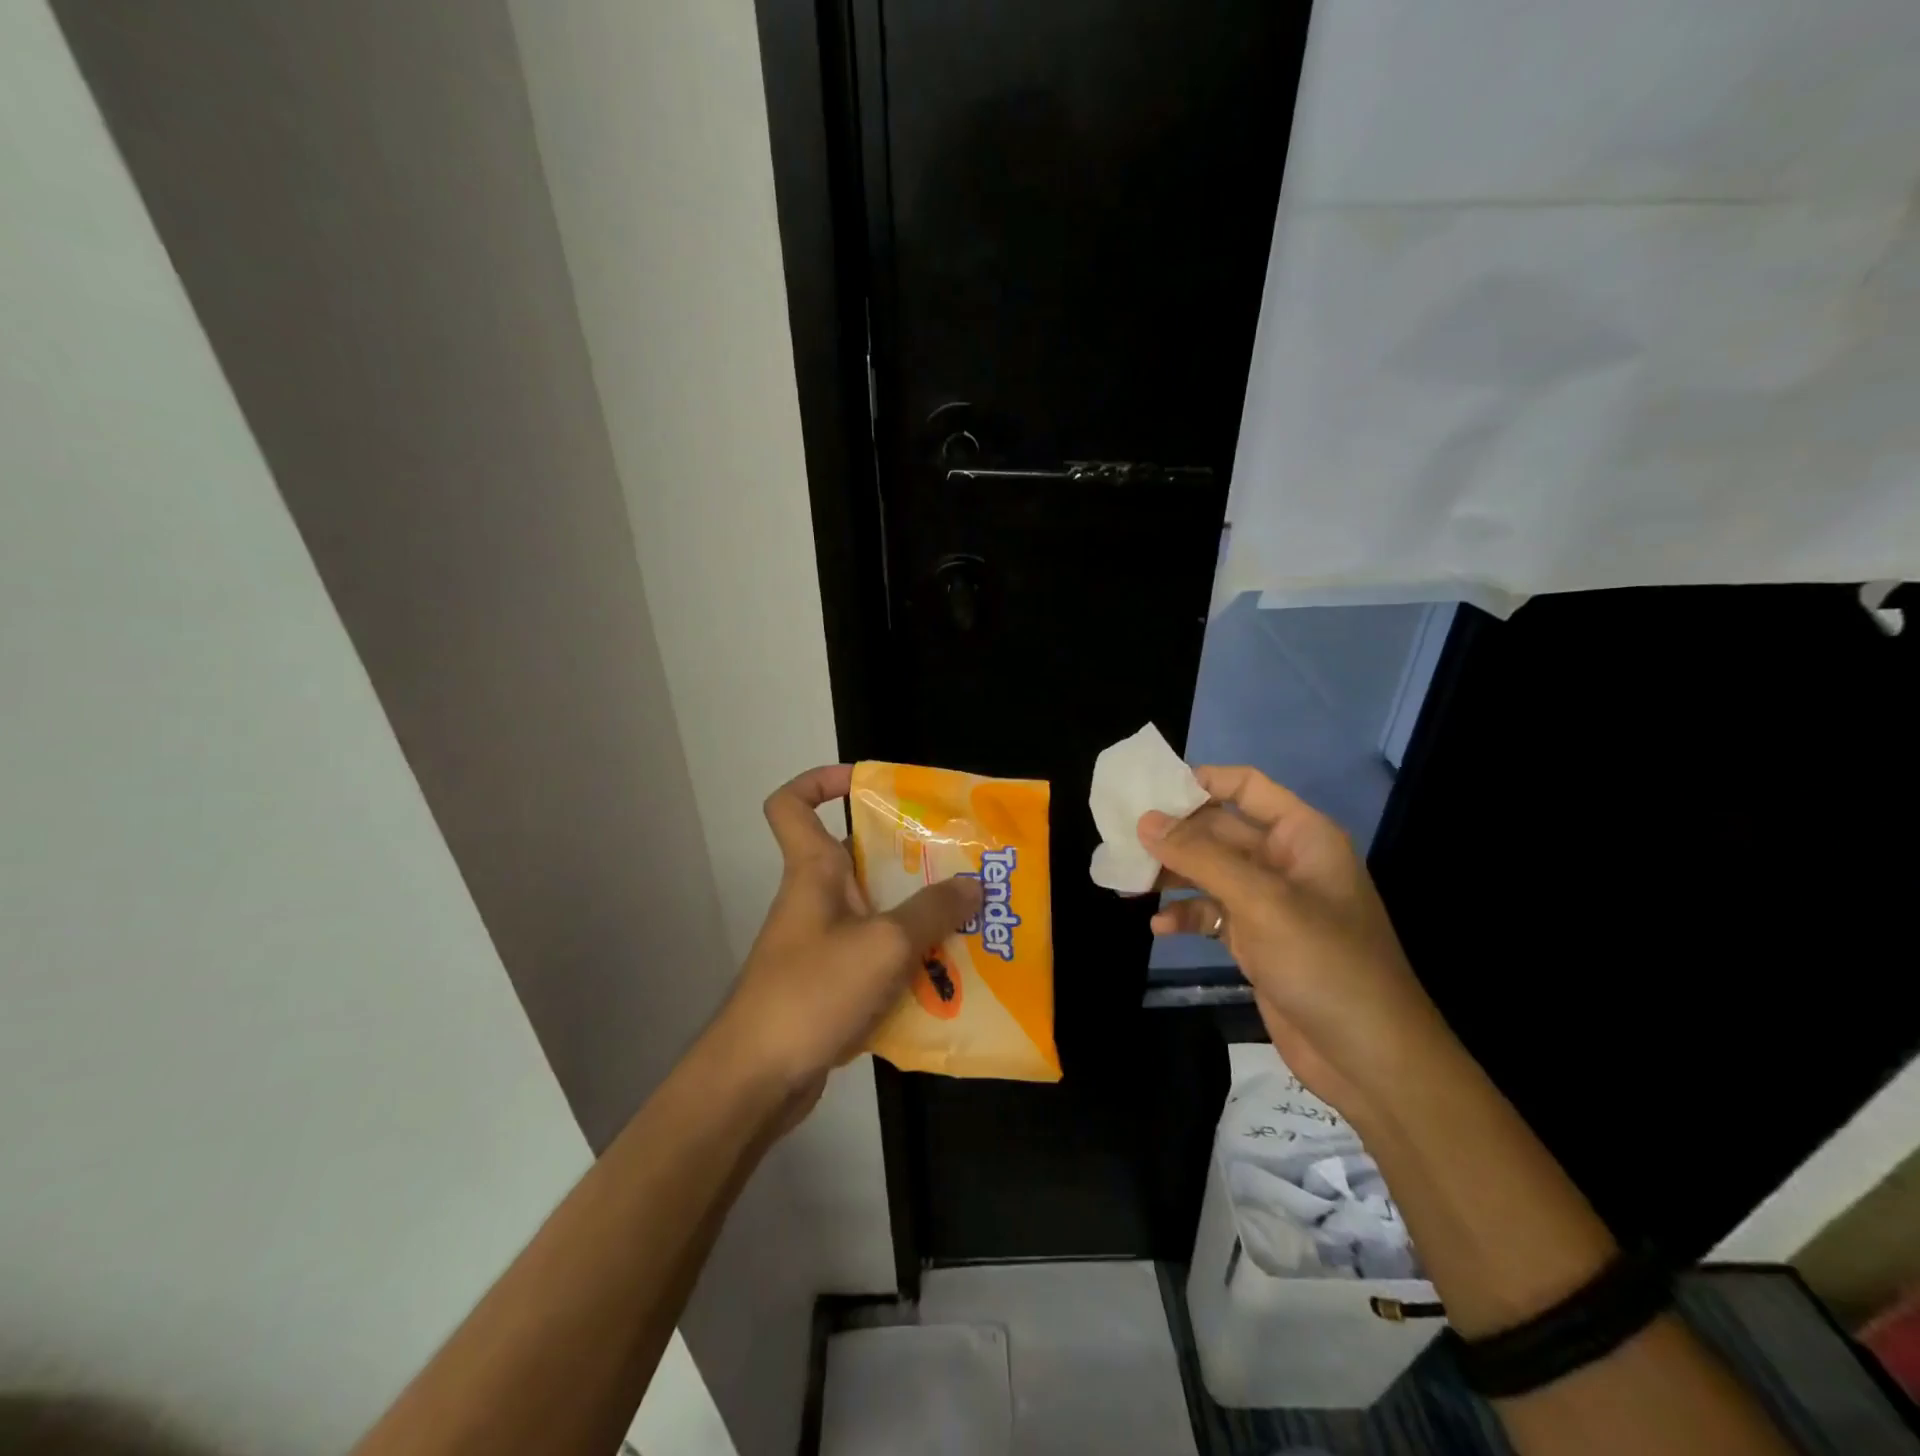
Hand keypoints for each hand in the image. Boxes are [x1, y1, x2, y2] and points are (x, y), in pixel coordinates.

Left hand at [716, 765, 983, 1106]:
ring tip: (969, 919)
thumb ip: (932, 911)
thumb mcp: (885, 944)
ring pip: (875, 910)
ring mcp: (822, 943)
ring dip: (917, 914)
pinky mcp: (830, 984)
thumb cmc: (812, 991)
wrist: (757, 1079)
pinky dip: (907, 960)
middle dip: (909, 857)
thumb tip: (972, 884)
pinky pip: (876, 956)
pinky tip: (948, 976)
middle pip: (858, 856)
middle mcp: (815, 899)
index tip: (868, 783)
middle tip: (960, 863)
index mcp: (812, 871)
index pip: (791, 804)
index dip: (821, 781)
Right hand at [1139, 765, 1446, 1122]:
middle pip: (1218, 830)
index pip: (1246, 786)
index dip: (1200, 781)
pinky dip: (1186, 916)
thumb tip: (1145, 821)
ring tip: (1126, 883)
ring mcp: (1269, 903)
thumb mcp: (1261, 901)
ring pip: (1209, 873)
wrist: (1369, 1058)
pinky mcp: (1257, 940)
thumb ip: (1201, 856)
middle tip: (1121, 839)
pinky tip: (1158, 927)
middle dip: (1173, 835)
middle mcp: (1285, 861)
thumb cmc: (1324, 963)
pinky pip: (1212, 914)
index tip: (1148, 789)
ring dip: (1171, 876)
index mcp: (1301, 836)